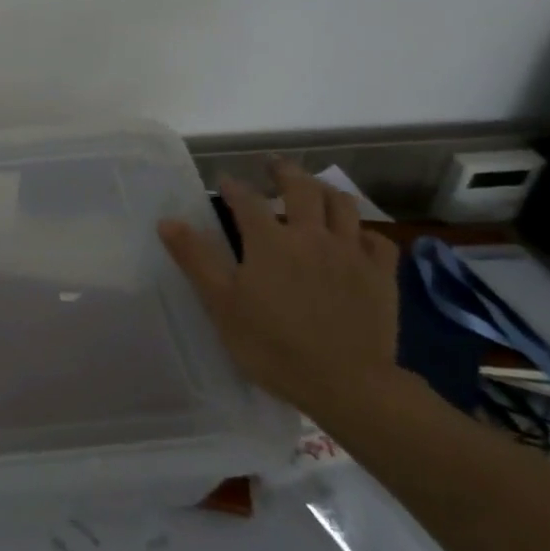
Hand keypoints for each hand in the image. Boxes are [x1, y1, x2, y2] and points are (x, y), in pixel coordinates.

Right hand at [158, 162, 401, 420]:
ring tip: (314, 190)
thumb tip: (168, 220)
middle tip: (273, 166)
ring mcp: (351, 253)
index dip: (234, 187)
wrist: (348, 384)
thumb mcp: (221, 303)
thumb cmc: (272, 345)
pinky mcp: (381, 276)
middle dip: (284, 172)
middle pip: (301, 188)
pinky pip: (377, 240)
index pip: (247, 200)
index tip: (225, 182)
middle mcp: (311, 236)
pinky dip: (363, 231)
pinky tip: (355, 237)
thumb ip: (195, 258)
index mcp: (269, 241)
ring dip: (325, 191)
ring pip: (342, 205)